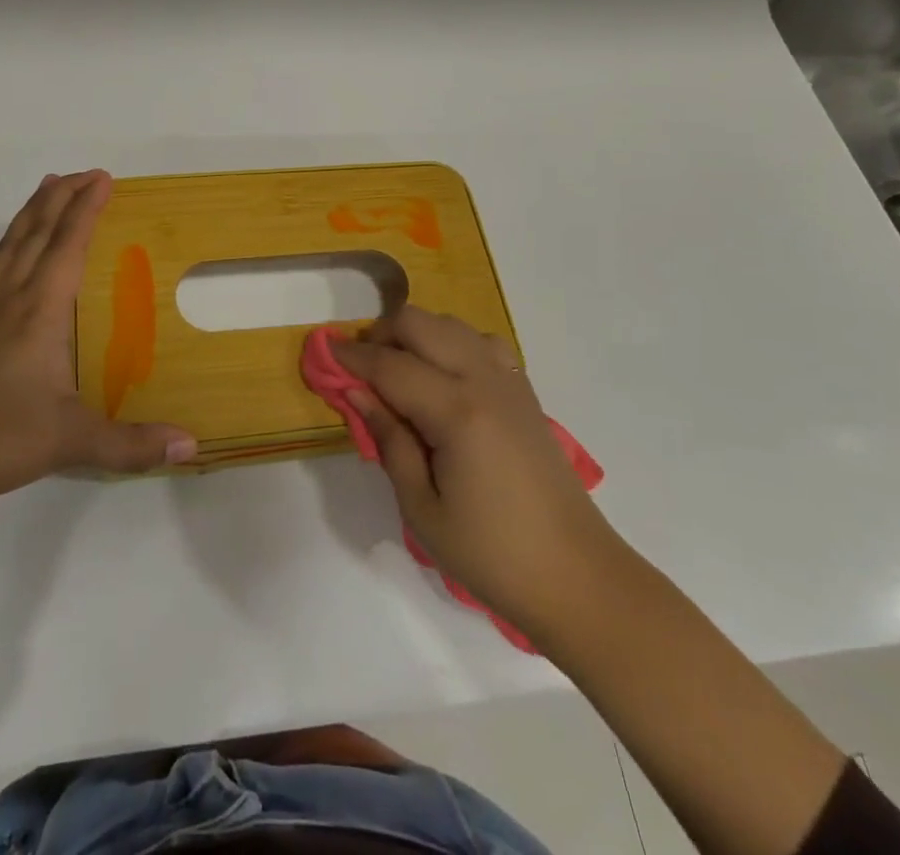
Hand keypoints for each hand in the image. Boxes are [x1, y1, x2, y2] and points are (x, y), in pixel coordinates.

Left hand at [0, 170, 195, 520]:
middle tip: (84, 174)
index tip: (104, 179)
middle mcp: (10, 301)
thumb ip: (133, 444)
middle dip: (62, 199)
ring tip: (44, 186)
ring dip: (27, 215)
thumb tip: (192, 445)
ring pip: (6, 250)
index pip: (69, 246)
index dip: (87, 209)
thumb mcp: (72, 443)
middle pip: (38, 235)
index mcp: (41, 313)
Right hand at [332, 307, 615, 635]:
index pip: (390, 365)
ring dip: (417, 334)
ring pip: (451, 324)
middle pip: (421, 323)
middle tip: (360, 368)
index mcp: (456, 412)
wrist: (576, 576)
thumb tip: (357, 393)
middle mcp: (483, 381)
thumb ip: (389, 441)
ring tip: (398, 371)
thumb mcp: (422, 508)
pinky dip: (452, 343)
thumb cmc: (491, 554)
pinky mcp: (524, 391)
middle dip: (383, 334)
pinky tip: (443, 376)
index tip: (323, 350)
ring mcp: (509, 381)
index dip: (352, 356)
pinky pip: (481, 342)